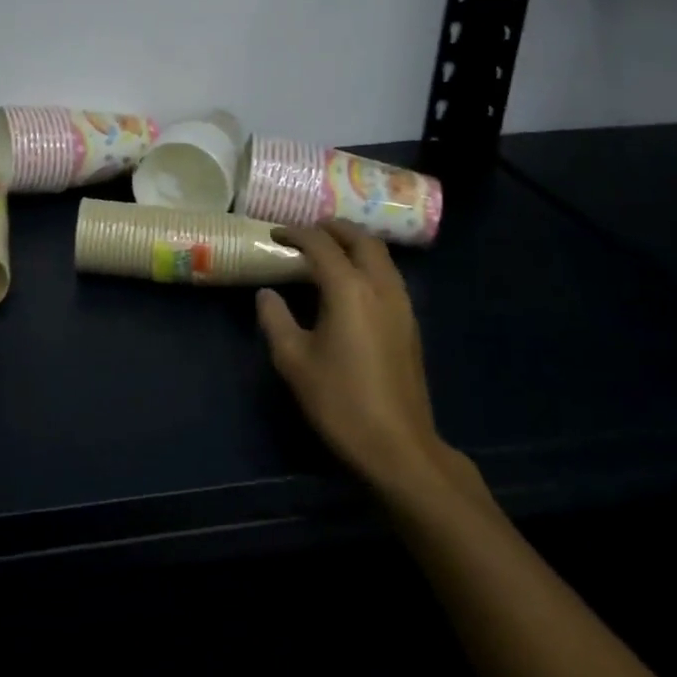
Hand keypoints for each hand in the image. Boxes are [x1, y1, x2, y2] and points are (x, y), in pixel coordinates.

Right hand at [257, 220, 453, 491]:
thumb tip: (267, 294)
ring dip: (355, 244)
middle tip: (307, 231)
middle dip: (334, 229)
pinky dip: (368, 265)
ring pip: (381, 257)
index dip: (296, 233)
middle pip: (361, 240)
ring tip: (328, 251)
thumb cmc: (339, 401)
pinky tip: (350, 285)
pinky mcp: (410, 325)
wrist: (398, 447)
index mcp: (349, 290)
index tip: (276, 234)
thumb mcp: (293, 360)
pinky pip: (388, 277)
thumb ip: (275, 319)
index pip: (321, 245)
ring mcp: (401, 306)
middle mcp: (380, 288)